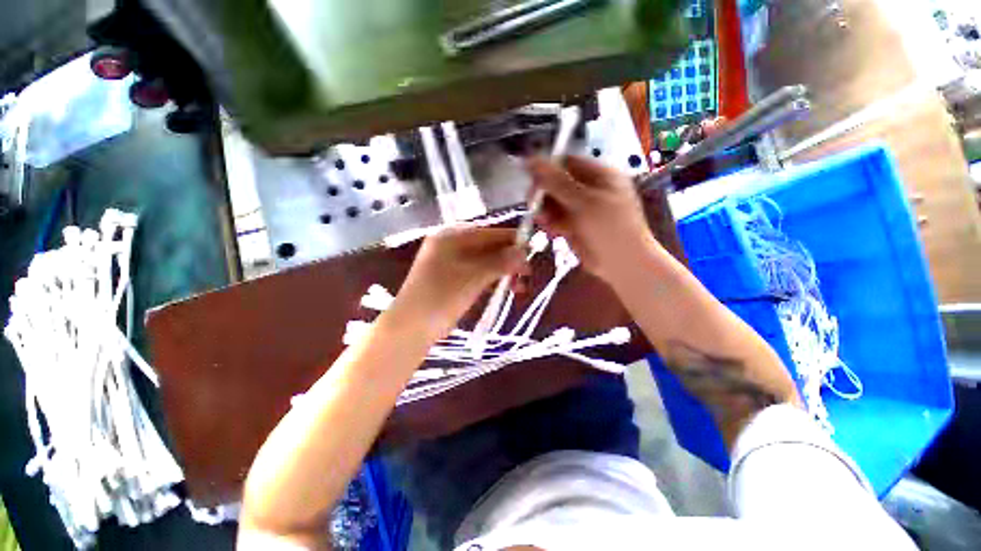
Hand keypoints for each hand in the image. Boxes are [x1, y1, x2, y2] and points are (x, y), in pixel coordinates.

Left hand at [391, 227, 526, 335]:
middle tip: (527, 272)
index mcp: (451, 236)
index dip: (511, 240)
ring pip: (483, 261)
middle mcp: (450, 244)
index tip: (532, 248)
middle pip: (487, 247)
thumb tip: (524, 252)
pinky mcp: (451, 278)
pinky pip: (476, 273)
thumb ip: (501, 262)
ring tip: (519, 286)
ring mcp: (449, 262)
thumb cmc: (442, 296)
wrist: (412, 327)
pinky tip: (504, 288)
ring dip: (502, 271)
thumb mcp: (475, 277)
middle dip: (508, 259)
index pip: (489, 233)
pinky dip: (491, 279)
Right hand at [526, 155, 657, 283]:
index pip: (567, 163)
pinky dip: (551, 223)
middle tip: (533, 204)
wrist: (622, 264)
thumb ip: (557, 182)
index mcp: (600, 175)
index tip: (530, 180)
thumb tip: (531, 160)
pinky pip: (557, 219)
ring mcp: (582, 209)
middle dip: (545, 193)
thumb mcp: (584, 201)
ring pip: (555, 202)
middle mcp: (590, 189)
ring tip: (543, 221)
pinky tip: (550, 230)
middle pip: (558, 183)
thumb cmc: (609, 228)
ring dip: (546, 210)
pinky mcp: (575, 226)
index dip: (547, 169)